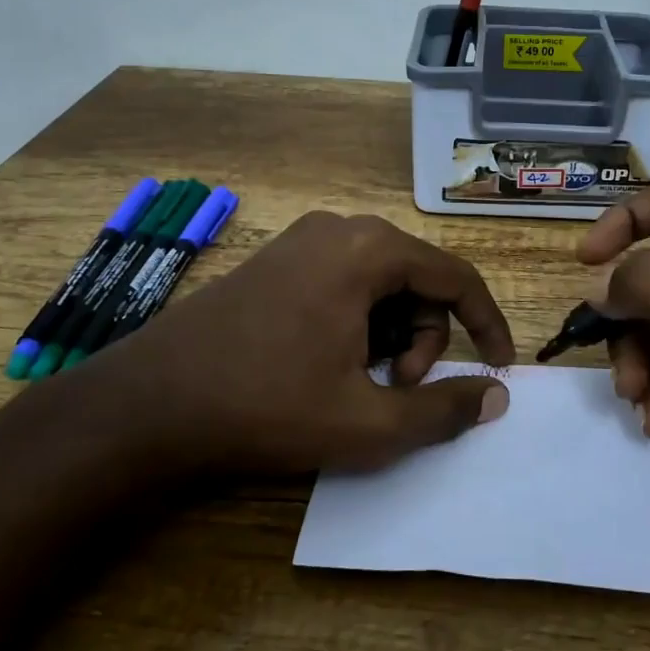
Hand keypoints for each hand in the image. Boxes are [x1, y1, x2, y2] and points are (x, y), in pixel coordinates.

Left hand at [70, 211, 514, 474]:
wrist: (148, 403)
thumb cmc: (266, 406)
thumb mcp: (368, 421)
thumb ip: (444, 409)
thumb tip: (498, 395)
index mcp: (369, 250)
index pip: (457, 278)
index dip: (488, 325)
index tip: (501, 367)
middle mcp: (339, 229)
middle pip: (418, 280)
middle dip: (425, 339)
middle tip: (396, 391)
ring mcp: (302, 241)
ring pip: (382, 284)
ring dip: (390, 336)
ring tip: (359, 383)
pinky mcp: (276, 260)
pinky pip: (345, 283)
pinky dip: (358, 324)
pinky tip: (328, 364)